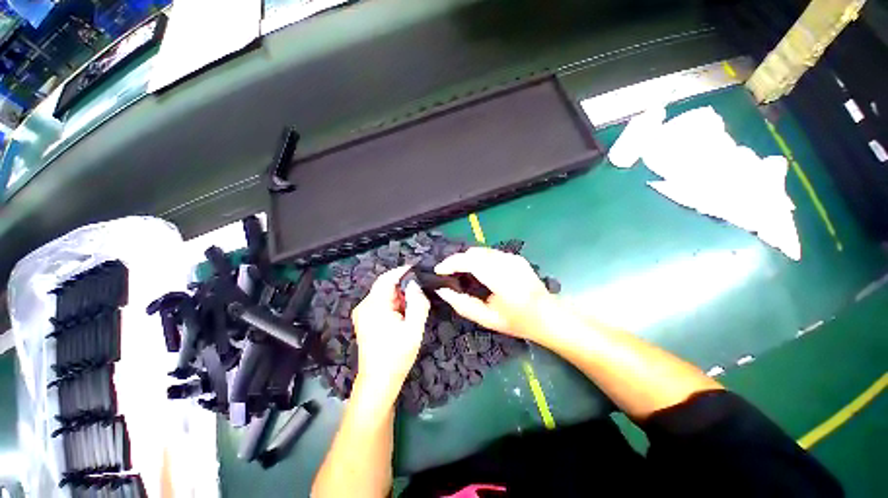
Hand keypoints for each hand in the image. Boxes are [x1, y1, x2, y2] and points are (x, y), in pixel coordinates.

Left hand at [351, 266, 429, 400]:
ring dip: (399, 296)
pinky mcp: (365, 320)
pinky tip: (404, 314)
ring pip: (383, 294)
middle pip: (385, 285)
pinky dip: (393, 304)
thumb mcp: (414, 329)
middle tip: (420, 292)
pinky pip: (380, 303)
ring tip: (414, 304)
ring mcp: (362, 313)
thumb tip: (415, 285)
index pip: (387, 278)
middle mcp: (364, 306)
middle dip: (403, 286)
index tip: (418, 269)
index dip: (402, 271)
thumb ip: (417, 303)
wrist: (379, 382)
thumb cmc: (397, 356)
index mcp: (374, 306)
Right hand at [434, 247, 553, 340]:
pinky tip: (476, 270)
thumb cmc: (518, 322)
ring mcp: (513, 258)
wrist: (548, 316)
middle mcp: (508, 263)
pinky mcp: (516, 257)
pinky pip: (490, 253)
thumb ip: (463, 305)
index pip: (471, 261)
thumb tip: (442, 290)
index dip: (451, 263)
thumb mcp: (487, 319)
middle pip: (474, 252)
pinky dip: (478, 258)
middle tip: (446, 272)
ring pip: (481, 250)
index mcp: (502, 281)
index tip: (438, 270)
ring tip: (458, 271)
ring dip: (467, 258)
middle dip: (456, 260)